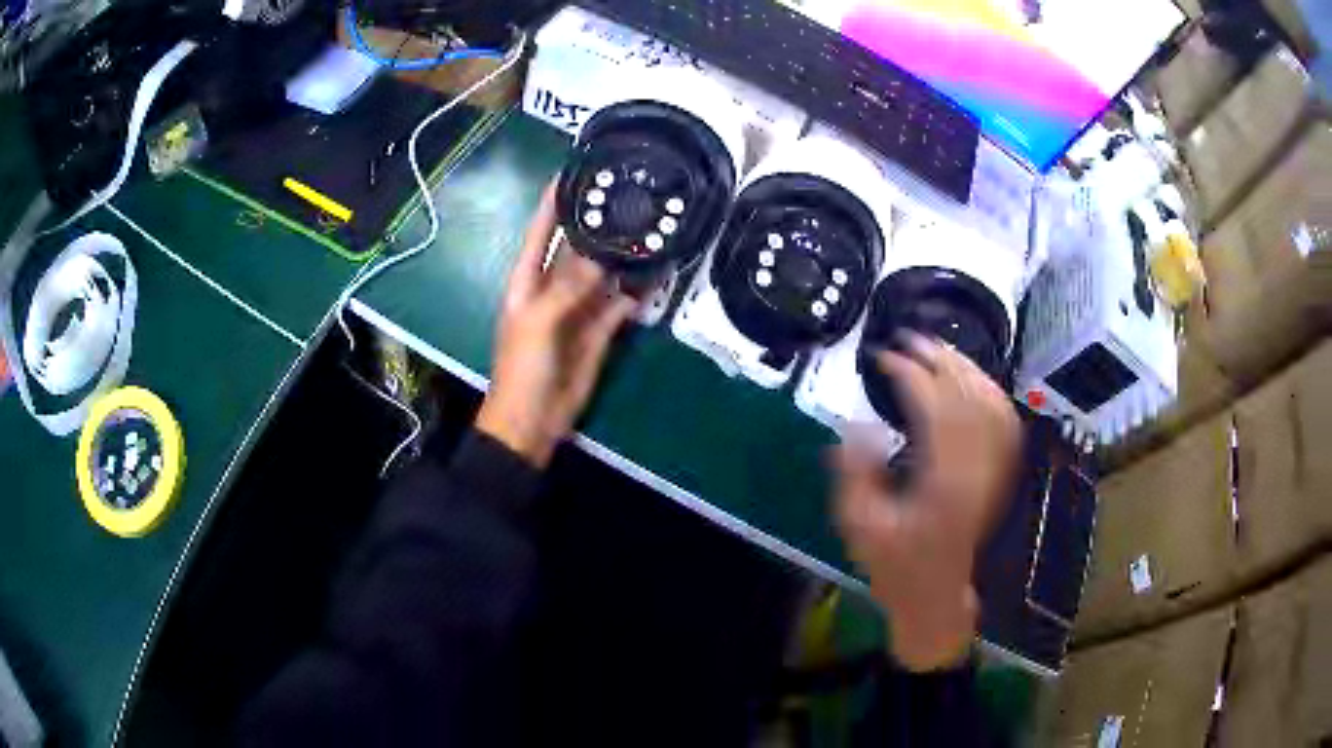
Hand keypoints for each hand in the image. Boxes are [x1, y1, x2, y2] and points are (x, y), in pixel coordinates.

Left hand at [475, 184, 637, 467]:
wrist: (533, 420)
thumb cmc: (522, 367)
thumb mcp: (538, 322)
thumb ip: (569, 288)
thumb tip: (603, 257)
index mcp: (528, 278)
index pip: (541, 228)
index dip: (555, 199)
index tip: (574, 169)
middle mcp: (554, 286)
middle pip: (578, 246)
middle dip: (600, 223)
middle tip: (630, 194)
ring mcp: (579, 308)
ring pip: (605, 272)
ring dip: (625, 255)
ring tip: (652, 226)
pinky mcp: (601, 330)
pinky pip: (622, 303)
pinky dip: (639, 290)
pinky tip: (658, 271)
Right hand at [833, 334, 1020, 671]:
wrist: (936, 595)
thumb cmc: (895, 566)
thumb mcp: (859, 526)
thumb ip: (856, 473)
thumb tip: (857, 425)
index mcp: (942, 482)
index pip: (934, 410)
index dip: (910, 375)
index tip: (883, 357)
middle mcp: (976, 470)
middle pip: (968, 398)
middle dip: (940, 360)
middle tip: (911, 338)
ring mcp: (993, 471)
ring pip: (992, 404)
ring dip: (967, 369)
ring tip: (940, 348)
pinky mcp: (998, 474)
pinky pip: (1005, 423)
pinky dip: (991, 393)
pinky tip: (975, 380)